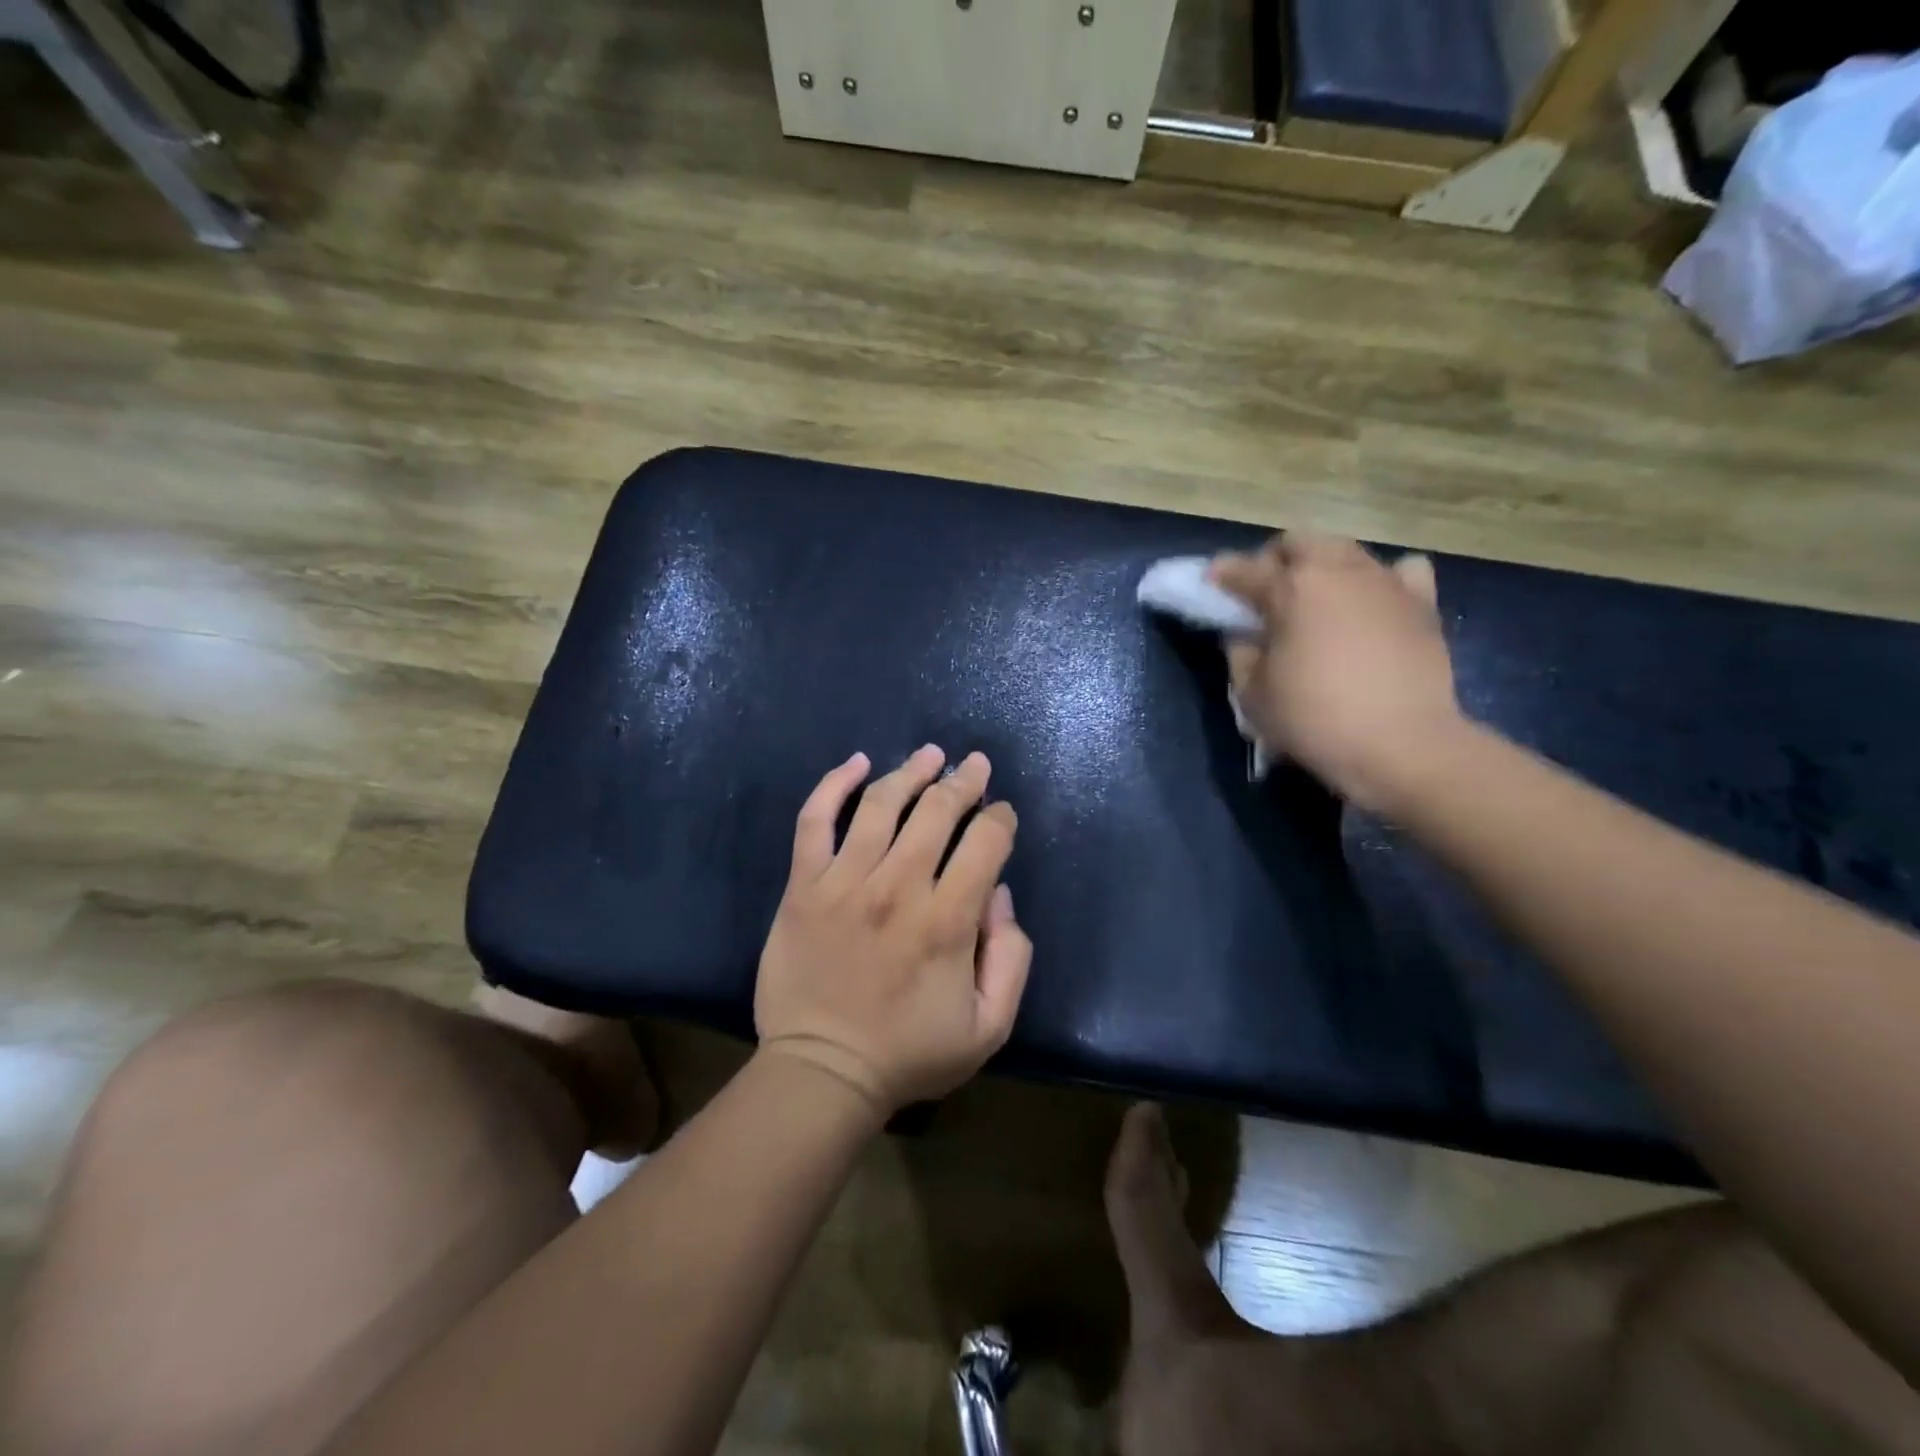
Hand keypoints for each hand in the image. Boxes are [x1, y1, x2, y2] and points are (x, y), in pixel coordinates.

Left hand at [754, 746, 1031, 1117]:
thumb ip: (1011, 957)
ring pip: (881, 804)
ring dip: (911, 771)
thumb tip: (999, 895)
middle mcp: (898, 887)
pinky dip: (833, 785)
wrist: (822, 1072)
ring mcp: (844, 881)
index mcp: (947, 920)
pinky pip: (814, 821)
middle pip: (938, 810)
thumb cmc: (909, 1053)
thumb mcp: (989, 1027)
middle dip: (964, 781)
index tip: (1000, 814)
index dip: (1000, 818)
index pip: (986, 842)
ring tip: (930, 754)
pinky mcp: (803, 886)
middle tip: (974, 764)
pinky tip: (856, 763)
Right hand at [1210, 532, 1462, 814]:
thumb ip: (1240, 654)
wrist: (1401, 745)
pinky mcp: (1422, 603)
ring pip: (1346, 551)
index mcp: (1291, 589)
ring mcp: (1385, 582)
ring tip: (1316, 600)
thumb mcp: (1253, 694)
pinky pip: (1401, 572)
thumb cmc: (1314, 719)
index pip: (1245, 570)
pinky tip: (1372, 603)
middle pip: (1300, 541)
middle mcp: (1338, 571)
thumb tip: (1244, 635)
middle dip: (1276, 559)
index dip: (1222, 575)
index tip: (1210, 582)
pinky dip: (1381, 580)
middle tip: (1266, 593)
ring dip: (1323, 567)